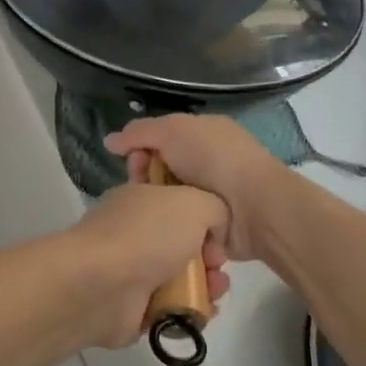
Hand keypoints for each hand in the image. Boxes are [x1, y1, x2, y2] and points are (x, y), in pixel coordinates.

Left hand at [55, 183, 230, 350]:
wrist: (102, 285)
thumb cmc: (147, 235)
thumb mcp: (193, 203)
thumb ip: (214, 208)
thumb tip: (214, 229)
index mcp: (140, 199)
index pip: (177, 202)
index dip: (204, 215)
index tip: (218, 231)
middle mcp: (134, 231)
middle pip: (183, 241)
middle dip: (210, 254)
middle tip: (218, 265)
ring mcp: (131, 270)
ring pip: (180, 276)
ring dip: (206, 284)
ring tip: (216, 291)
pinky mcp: (132, 307)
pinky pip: (171, 307)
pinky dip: (190, 309)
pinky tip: (203, 311)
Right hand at [106, 116, 287, 264]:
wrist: (255, 206)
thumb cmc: (215, 159)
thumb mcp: (172, 130)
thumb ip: (138, 132)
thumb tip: (109, 141)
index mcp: (202, 135)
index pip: (159, 141)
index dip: (141, 151)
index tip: (134, 164)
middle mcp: (207, 164)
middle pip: (160, 173)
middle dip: (146, 182)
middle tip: (142, 192)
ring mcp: (211, 198)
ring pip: (168, 202)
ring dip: (158, 208)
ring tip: (151, 217)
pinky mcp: (213, 229)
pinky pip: (183, 227)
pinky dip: (173, 230)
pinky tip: (162, 235)